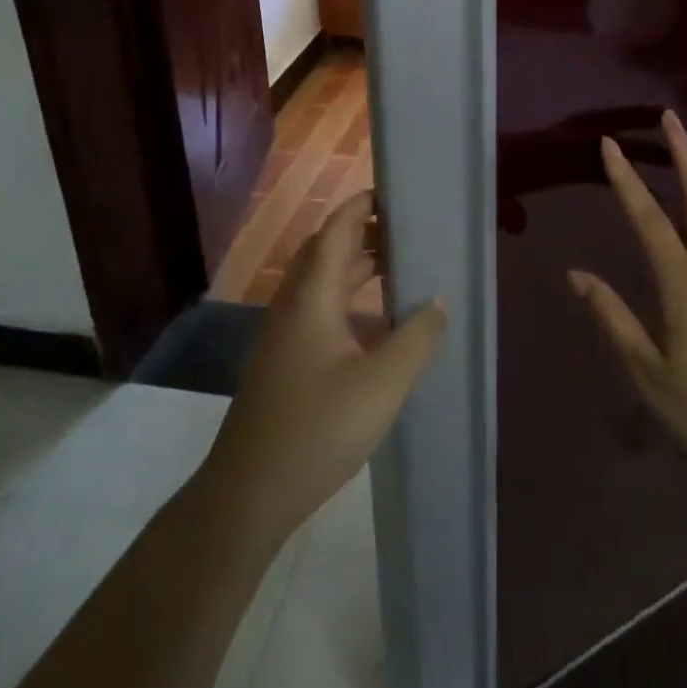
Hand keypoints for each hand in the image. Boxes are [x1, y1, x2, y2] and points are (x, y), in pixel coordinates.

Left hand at [200, 191, 446, 549]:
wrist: (248, 494)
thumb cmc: (317, 429)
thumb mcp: (382, 384)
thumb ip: (416, 338)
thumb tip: (438, 300)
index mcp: (312, 296)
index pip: (336, 230)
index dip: (361, 206)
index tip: (395, 194)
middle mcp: (293, 305)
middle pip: (327, 252)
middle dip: (364, 234)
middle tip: (407, 232)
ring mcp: (284, 335)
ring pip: (322, 284)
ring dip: (357, 269)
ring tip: (399, 269)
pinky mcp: (284, 362)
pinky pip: (319, 310)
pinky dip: (349, 300)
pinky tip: (376, 326)